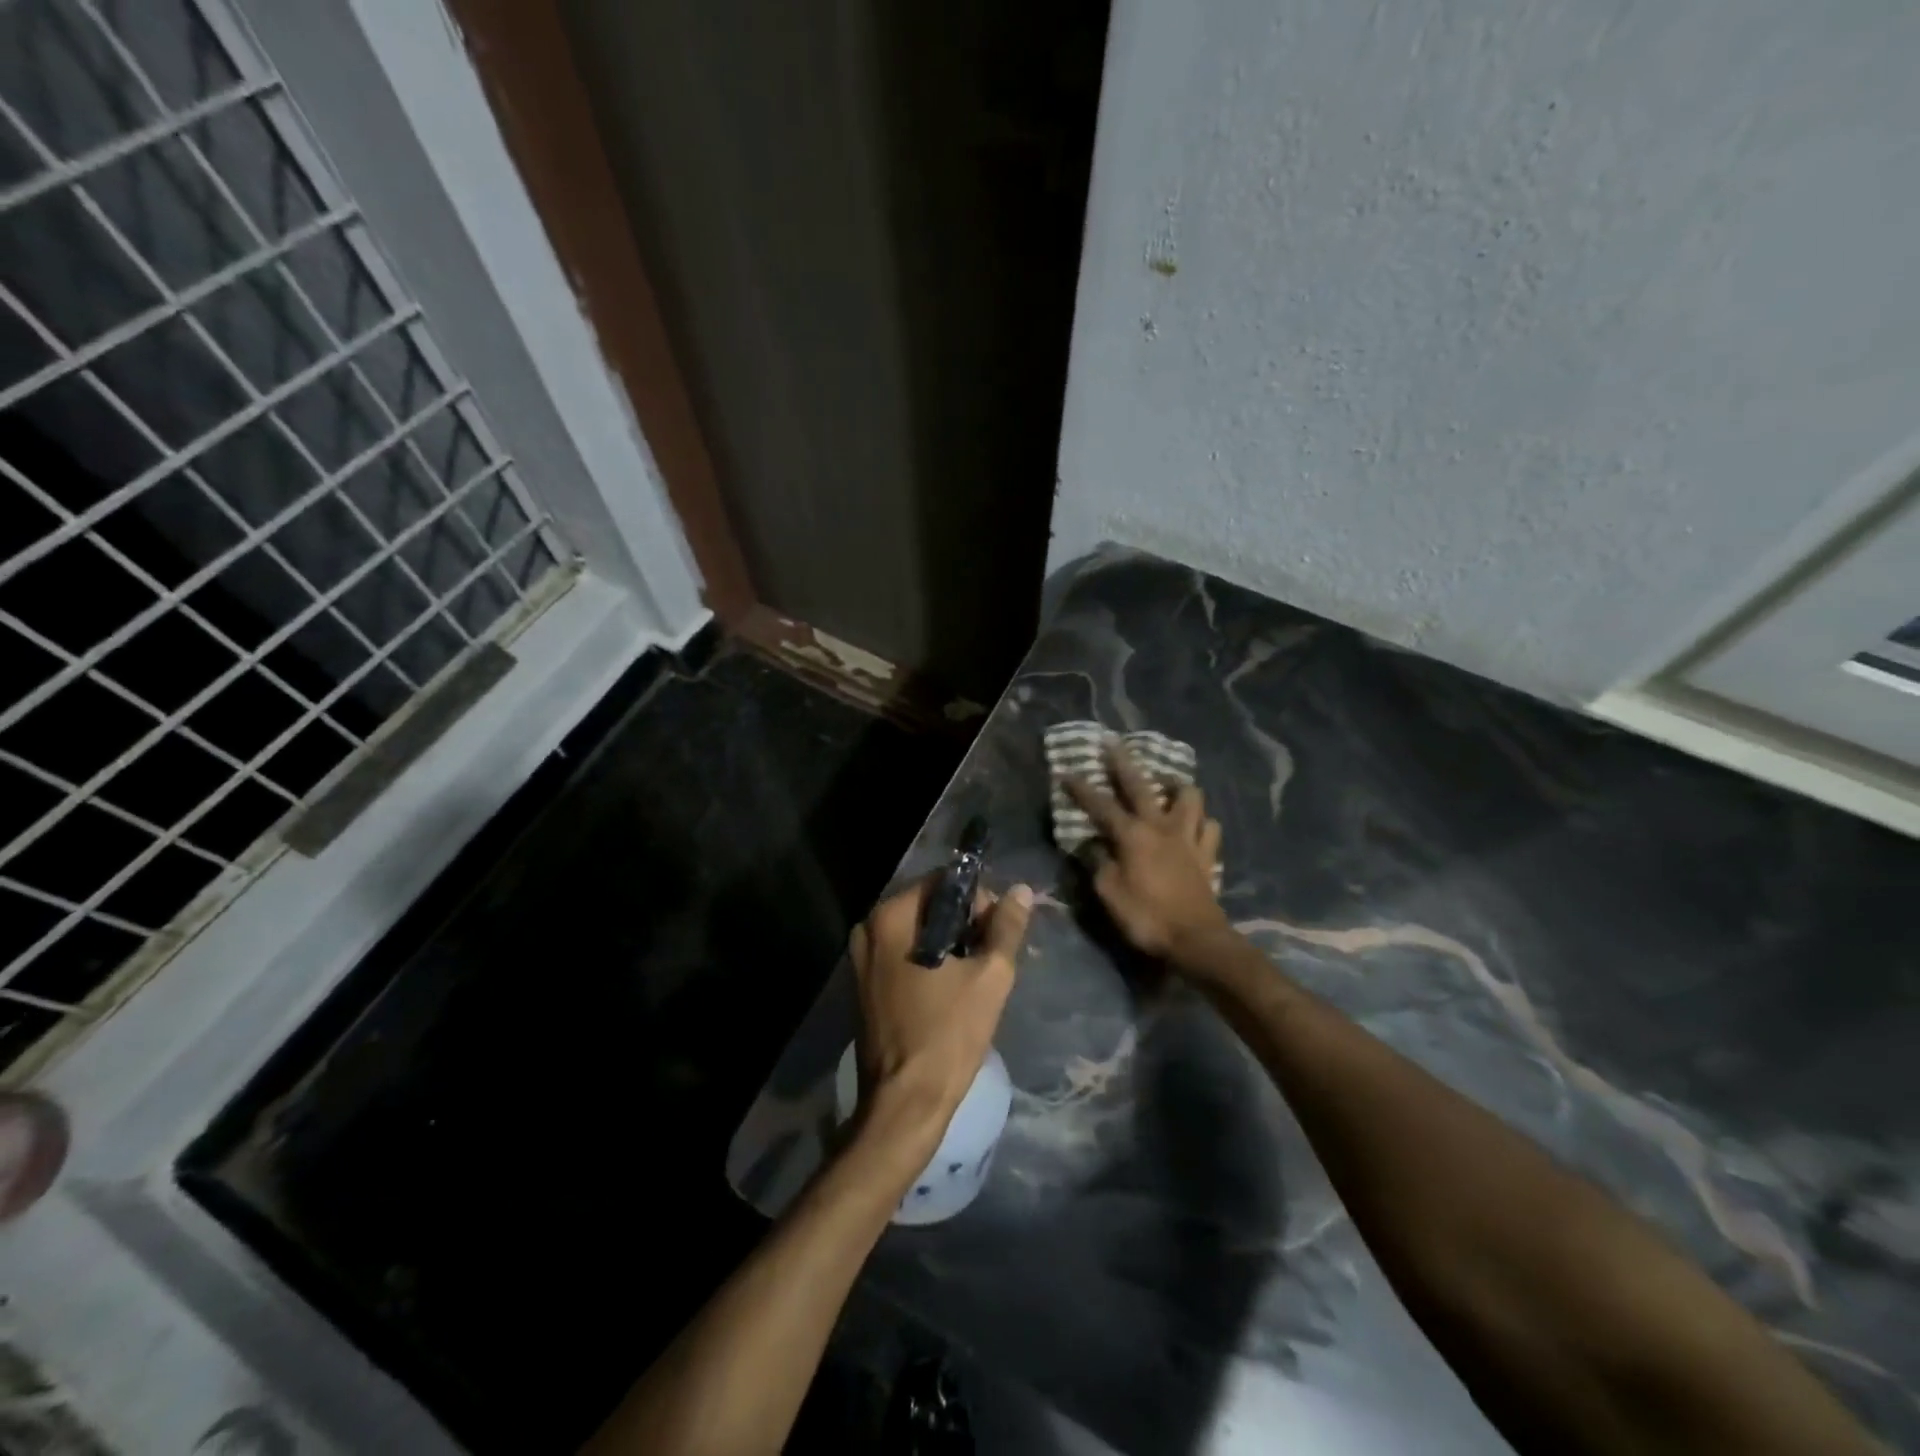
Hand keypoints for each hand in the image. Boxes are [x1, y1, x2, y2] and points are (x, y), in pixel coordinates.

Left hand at [849, 877, 1032, 1149]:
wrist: (906, 1103)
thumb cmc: (948, 1034)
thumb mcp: (989, 976)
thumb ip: (1006, 927)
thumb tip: (1021, 890)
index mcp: (891, 917)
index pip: (943, 882)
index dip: (978, 900)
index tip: (998, 932)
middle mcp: (869, 929)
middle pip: (929, 906)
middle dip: (964, 924)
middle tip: (991, 957)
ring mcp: (861, 959)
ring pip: (918, 933)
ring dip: (949, 945)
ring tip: (976, 976)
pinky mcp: (864, 986)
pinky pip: (903, 956)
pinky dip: (929, 962)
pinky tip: (951, 990)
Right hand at [1066, 738, 1228, 960]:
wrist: (1196, 940)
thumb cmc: (1146, 917)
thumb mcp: (1108, 893)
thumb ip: (1097, 864)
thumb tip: (1090, 845)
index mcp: (1132, 835)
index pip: (1101, 805)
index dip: (1081, 789)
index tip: (1065, 772)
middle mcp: (1161, 826)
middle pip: (1142, 786)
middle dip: (1124, 763)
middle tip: (1113, 743)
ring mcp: (1189, 838)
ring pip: (1189, 797)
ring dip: (1177, 786)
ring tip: (1167, 784)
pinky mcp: (1208, 854)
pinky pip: (1210, 827)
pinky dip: (1202, 821)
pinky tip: (1195, 825)